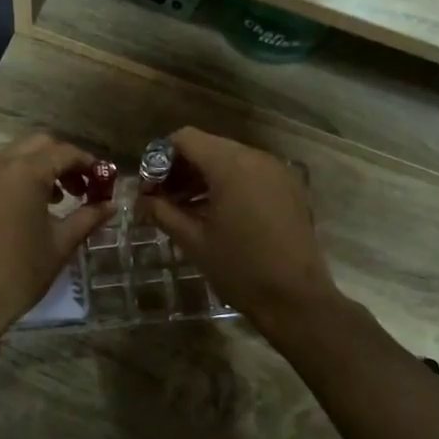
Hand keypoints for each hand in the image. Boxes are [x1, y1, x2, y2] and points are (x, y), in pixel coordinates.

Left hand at [0, 134, 115, 343]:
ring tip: (51, 198)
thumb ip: (88, 217)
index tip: (101, 180)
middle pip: (37, 144)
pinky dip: (11, 177)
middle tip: (78, 187)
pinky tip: (19, 207)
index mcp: (25, 172)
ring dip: (35, 165)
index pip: (64, 152)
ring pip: (10, 154)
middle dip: (61, 159)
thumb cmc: (20, 273)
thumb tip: (110, 205)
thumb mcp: (61, 244)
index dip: (87, 163)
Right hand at [138, 127, 342, 330]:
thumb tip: (141, 199)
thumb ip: (162, 212)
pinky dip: (229, 184)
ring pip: (230, 159)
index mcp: (230, 166)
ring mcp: (277, 171)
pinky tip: (217, 214)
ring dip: (204, 177)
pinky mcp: (289, 188)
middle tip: (164, 200)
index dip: (161, 158)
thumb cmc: (240, 269)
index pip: (185, 139)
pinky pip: (250, 173)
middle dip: (182, 169)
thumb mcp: (193, 241)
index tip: (151, 187)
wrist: (297, 299)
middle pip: (208, 146)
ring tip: (187, 209)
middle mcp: (256, 158)